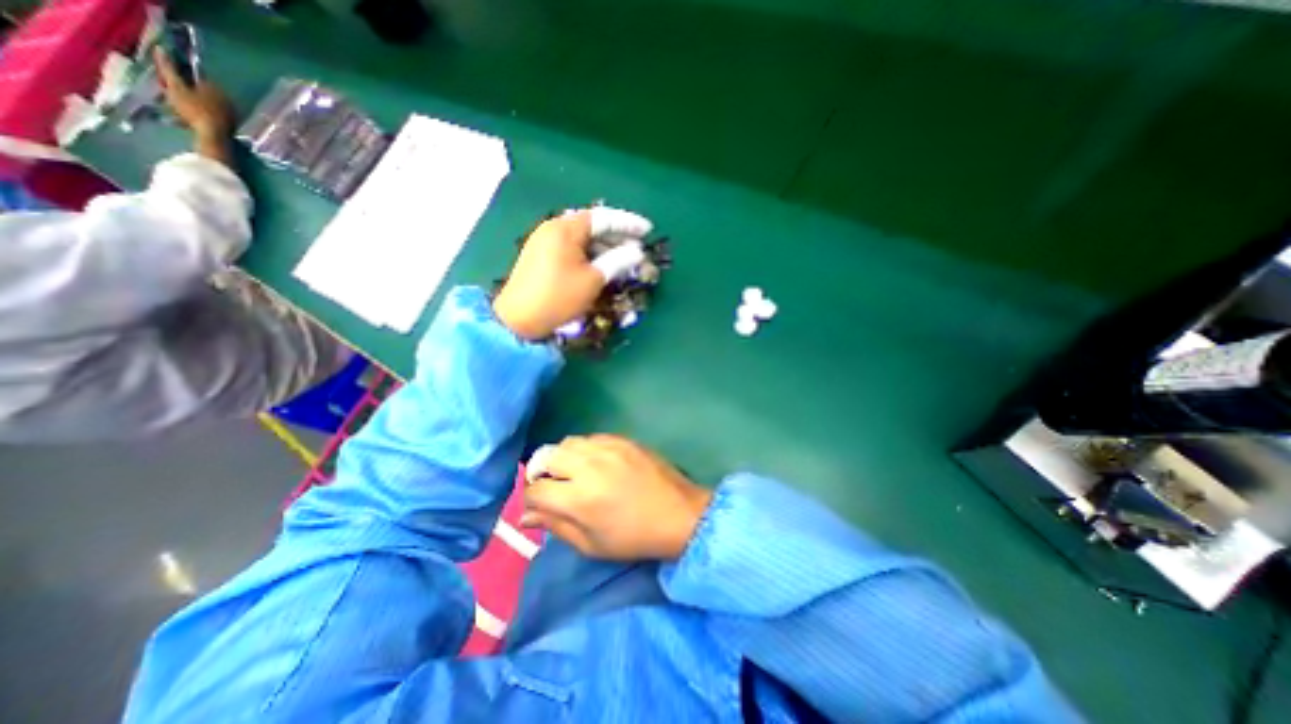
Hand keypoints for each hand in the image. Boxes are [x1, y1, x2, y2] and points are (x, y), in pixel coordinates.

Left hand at [152, 49, 234, 137]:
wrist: (212, 135)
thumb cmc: (212, 112)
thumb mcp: (215, 95)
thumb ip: (207, 85)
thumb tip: (202, 80)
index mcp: (175, 84)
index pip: (168, 67)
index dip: (166, 58)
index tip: (160, 48)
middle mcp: (171, 93)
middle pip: (170, 81)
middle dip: (173, 76)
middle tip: (176, 71)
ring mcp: (177, 107)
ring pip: (177, 93)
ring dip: (182, 90)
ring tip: (190, 89)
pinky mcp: (186, 118)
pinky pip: (185, 105)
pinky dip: (189, 102)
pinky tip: (196, 104)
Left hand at [489, 203, 651, 339]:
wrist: (518, 319)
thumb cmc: (559, 297)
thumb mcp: (593, 280)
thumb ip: (618, 261)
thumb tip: (638, 252)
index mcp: (565, 228)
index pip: (603, 218)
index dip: (628, 223)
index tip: (648, 230)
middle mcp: (553, 227)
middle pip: (591, 225)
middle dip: (617, 235)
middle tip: (638, 247)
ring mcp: (544, 240)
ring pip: (581, 237)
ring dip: (604, 246)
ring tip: (624, 258)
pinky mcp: (541, 254)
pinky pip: (571, 247)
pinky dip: (589, 253)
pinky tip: (601, 264)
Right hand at [518, 436, 709, 559]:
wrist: (678, 514)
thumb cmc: (633, 537)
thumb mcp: (591, 544)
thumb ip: (555, 526)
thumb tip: (525, 517)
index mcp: (579, 498)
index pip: (536, 489)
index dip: (530, 499)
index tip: (538, 505)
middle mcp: (589, 466)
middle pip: (546, 456)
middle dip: (540, 471)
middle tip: (551, 485)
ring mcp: (608, 448)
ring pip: (568, 442)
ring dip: (562, 457)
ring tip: (572, 472)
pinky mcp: (623, 439)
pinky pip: (591, 437)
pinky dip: (585, 449)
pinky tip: (595, 463)